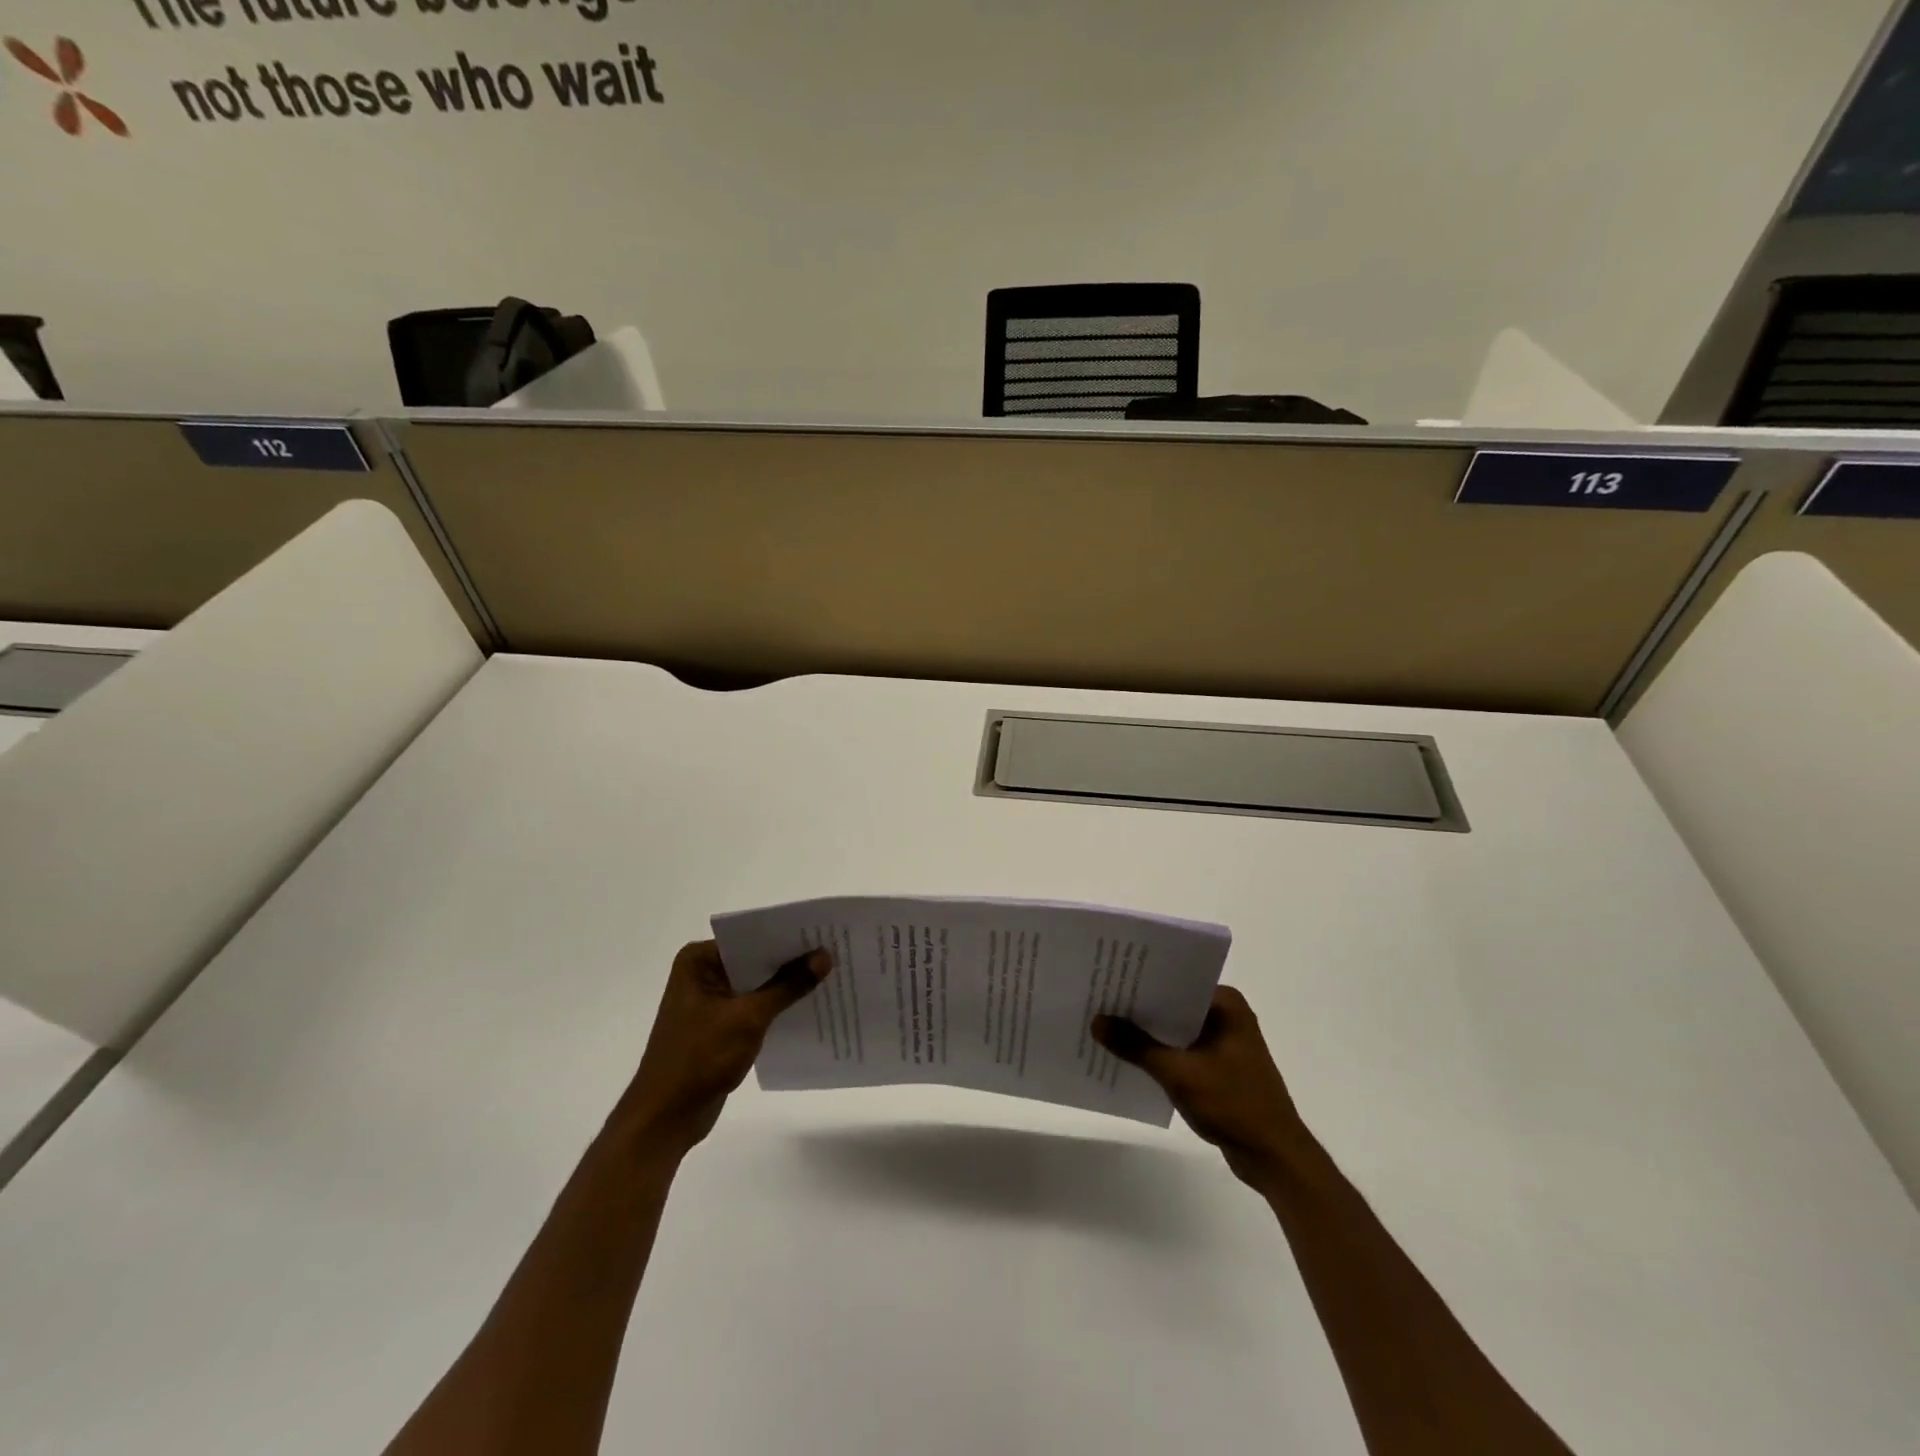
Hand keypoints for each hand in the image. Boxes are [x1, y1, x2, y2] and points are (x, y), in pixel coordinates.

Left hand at [611, 940, 830, 1159]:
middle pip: (755, 959)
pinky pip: (754, 1007)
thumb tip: (825, 956)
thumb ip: (788, 985)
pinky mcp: (719, 1026)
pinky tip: (809, 1006)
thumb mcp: (749, 1017)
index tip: (823, 932)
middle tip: (834, 952)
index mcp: (698, 961)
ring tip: (830, 976)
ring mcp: (710, 1001)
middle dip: (791, 960)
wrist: (665, 1118)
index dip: (787, 936)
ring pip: (757, 984)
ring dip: (786, 985)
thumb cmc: (700, 1058)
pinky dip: (777, 1007)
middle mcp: (702, 973)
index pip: (751, 937)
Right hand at [1093, 985, 1309, 1187]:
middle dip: (1140, 1007)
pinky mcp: (1220, 1067)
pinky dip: (1160, 1054)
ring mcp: (1224, 1043)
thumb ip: (1136, 1045)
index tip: (1108, 978)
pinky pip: (1182, 1050)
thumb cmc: (1233, 1104)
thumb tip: (1096, 1021)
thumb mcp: (1179, 1072)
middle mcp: (1227, 1015)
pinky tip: (1130, 1058)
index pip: (1175, 980)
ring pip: (1176, 1029)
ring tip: (1106, 1026)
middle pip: (1173, 1004)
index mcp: (1226, 1004)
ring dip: (1148, 1033)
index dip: (1141, 980)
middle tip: (1099, 1000)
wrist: (1274, 1157)